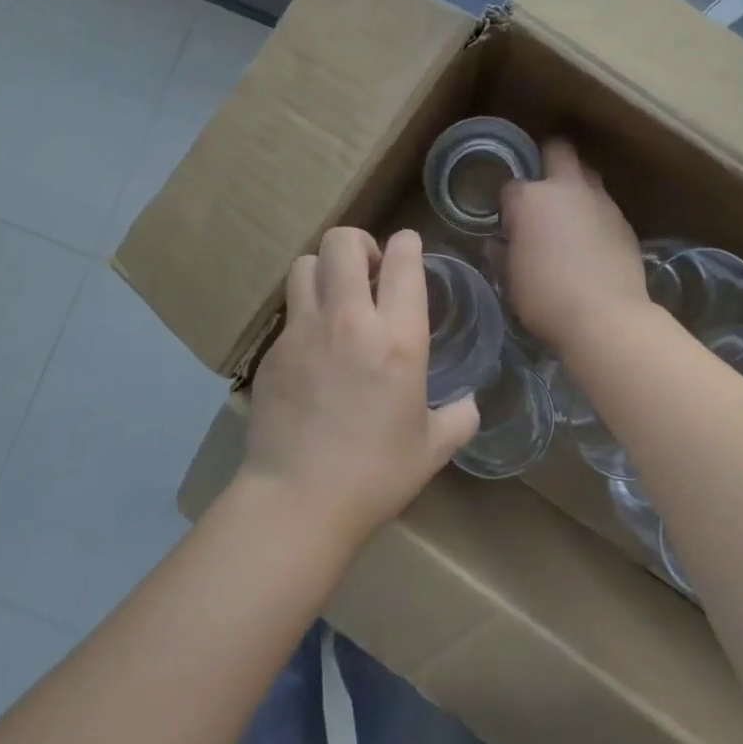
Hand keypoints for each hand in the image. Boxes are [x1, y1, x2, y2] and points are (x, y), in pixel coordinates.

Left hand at [243, 227, 478, 543]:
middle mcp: (349, 321)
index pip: (402, 261)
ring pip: (306, 263)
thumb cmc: (375, 475)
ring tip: (337, 298)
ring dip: (326, 269)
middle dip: (360, 244)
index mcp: (397, 339)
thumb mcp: (433, 448)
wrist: (298, 500)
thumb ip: (459, 417)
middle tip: (370, 273)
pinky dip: (306, 310)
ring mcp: (304, 331)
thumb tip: (469, 403)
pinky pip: (290, 309)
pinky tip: (316, 346)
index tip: (408, 249)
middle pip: (342, 242)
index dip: (407, 244)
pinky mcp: (274, 350)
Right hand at [500, 139, 650, 358]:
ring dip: (576, 188)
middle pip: (558, 150)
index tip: (509, 225)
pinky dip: (595, 216)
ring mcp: (601, 202)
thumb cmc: (545, 298)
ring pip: (587, 175)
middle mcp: (567, 189)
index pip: (511, 187)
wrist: (605, 318)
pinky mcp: (625, 221)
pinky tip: (592, 242)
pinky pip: (605, 206)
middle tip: (542, 189)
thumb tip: (499, 245)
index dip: (508, 205)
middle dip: (548, 160)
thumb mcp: (511, 280)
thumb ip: (503, 255)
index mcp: (530, 199)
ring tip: (569, 218)